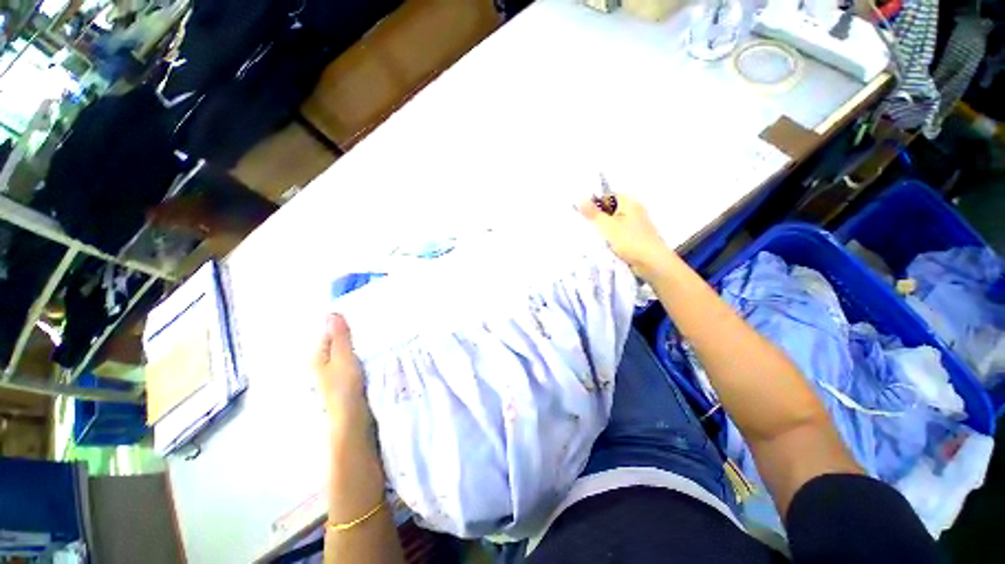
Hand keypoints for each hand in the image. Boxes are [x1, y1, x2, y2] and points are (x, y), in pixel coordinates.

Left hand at [313, 313, 369, 433]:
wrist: (352, 418)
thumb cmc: (344, 387)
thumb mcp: (343, 358)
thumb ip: (339, 337)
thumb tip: (332, 313)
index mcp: (318, 356)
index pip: (328, 332)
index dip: (343, 323)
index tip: (362, 314)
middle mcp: (323, 364)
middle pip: (337, 342)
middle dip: (352, 333)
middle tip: (373, 323)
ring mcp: (336, 373)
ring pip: (347, 352)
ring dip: (358, 344)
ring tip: (377, 334)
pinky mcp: (347, 380)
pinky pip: (355, 361)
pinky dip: (362, 355)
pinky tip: (375, 352)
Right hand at [578, 194, 674, 279]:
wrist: (652, 263)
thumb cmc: (630, 240)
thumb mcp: (607, 225)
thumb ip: (592, 213)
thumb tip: (579, 198)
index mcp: (629, 202)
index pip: (607, 197)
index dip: (594, 205)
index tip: (582, 216)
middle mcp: (634, 210)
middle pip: (610, 211)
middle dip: (597, 219)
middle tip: (584, 227)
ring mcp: (636, 225)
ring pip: (613, 224)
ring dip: (603, 231)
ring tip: (591, 238)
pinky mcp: (635, 239)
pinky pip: (618, 235)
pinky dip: (610, 239)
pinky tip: (602, 246)